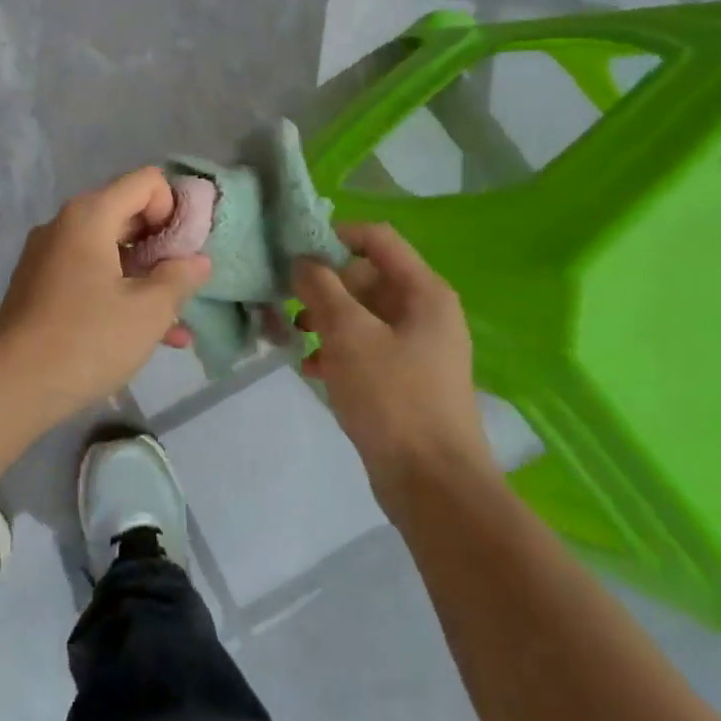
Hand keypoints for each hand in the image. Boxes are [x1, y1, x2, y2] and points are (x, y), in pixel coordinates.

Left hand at [0, 168, 210, 420]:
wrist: (11, 387)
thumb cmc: (87, 339)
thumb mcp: (149, 310)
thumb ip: (180, 278)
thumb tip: (197, 260)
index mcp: (89, 215)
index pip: (147, 182)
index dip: (174, 209)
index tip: (184, 251)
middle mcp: (65, 225)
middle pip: (127, 214)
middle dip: (163, 246)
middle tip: (185, 284)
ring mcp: (48, 256)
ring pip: (110, 251)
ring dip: (146, 278)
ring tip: (176, 320)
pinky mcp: (40, 287)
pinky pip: (90, 275)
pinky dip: (118, 293)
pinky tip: (148, 335)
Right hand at [293, 223, 492, 497]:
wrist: (433, 484)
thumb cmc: (392, 397)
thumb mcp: (349, 334)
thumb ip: (322, 288)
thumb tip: (303, 261)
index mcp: (423, 291)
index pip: (377, 239)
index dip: (335, 236)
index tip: (295, 252)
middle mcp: (424, 312)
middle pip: (367, 277)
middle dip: (325, 285)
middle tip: (287, 300)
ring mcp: (417, 347)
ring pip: (362, 315)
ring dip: (326, 319)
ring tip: (292, 334)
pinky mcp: (405, 379)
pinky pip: (366, 348)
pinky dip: (337, 350)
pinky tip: (308, 367)